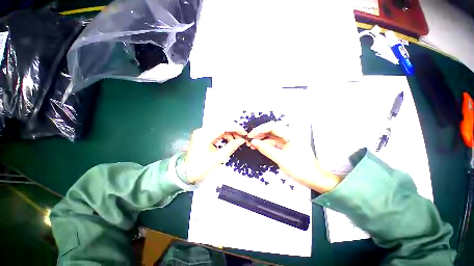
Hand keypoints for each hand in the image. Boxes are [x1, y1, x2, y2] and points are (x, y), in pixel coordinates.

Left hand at [184, 124, 246, 183]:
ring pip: (219, 127)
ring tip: (236, 140)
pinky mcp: (202, 134)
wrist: (187, 172)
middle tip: (242, 137)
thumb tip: (242, 140)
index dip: (236, 128)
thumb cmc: (202, 167)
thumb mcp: (218, 158)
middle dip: (233, 130)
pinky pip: (216, 131)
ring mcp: (202, 131)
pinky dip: (224, 135)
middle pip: (222, 125)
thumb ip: (231, 147)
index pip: (223, 126)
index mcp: (205, 135)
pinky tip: (228, 140)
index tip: (245, 133)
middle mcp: (202, 130)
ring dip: (229, 132)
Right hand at [248, 122, 340, 192]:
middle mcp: (289, 135)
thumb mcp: (280, 158)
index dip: (259, 130)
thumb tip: (253, 142)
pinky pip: (274, 143)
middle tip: (249, 140)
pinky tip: (258, 148)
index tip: (250, 136)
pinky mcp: (286, 147)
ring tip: (251, 145)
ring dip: (261, 140)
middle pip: (271, 130)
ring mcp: (287, 141)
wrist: (315, 179)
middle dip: (259, 134)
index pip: (272, 126)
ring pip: (271, 137)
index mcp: (290, 134)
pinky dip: (266, 145)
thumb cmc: (300, 168)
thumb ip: (266, 149)